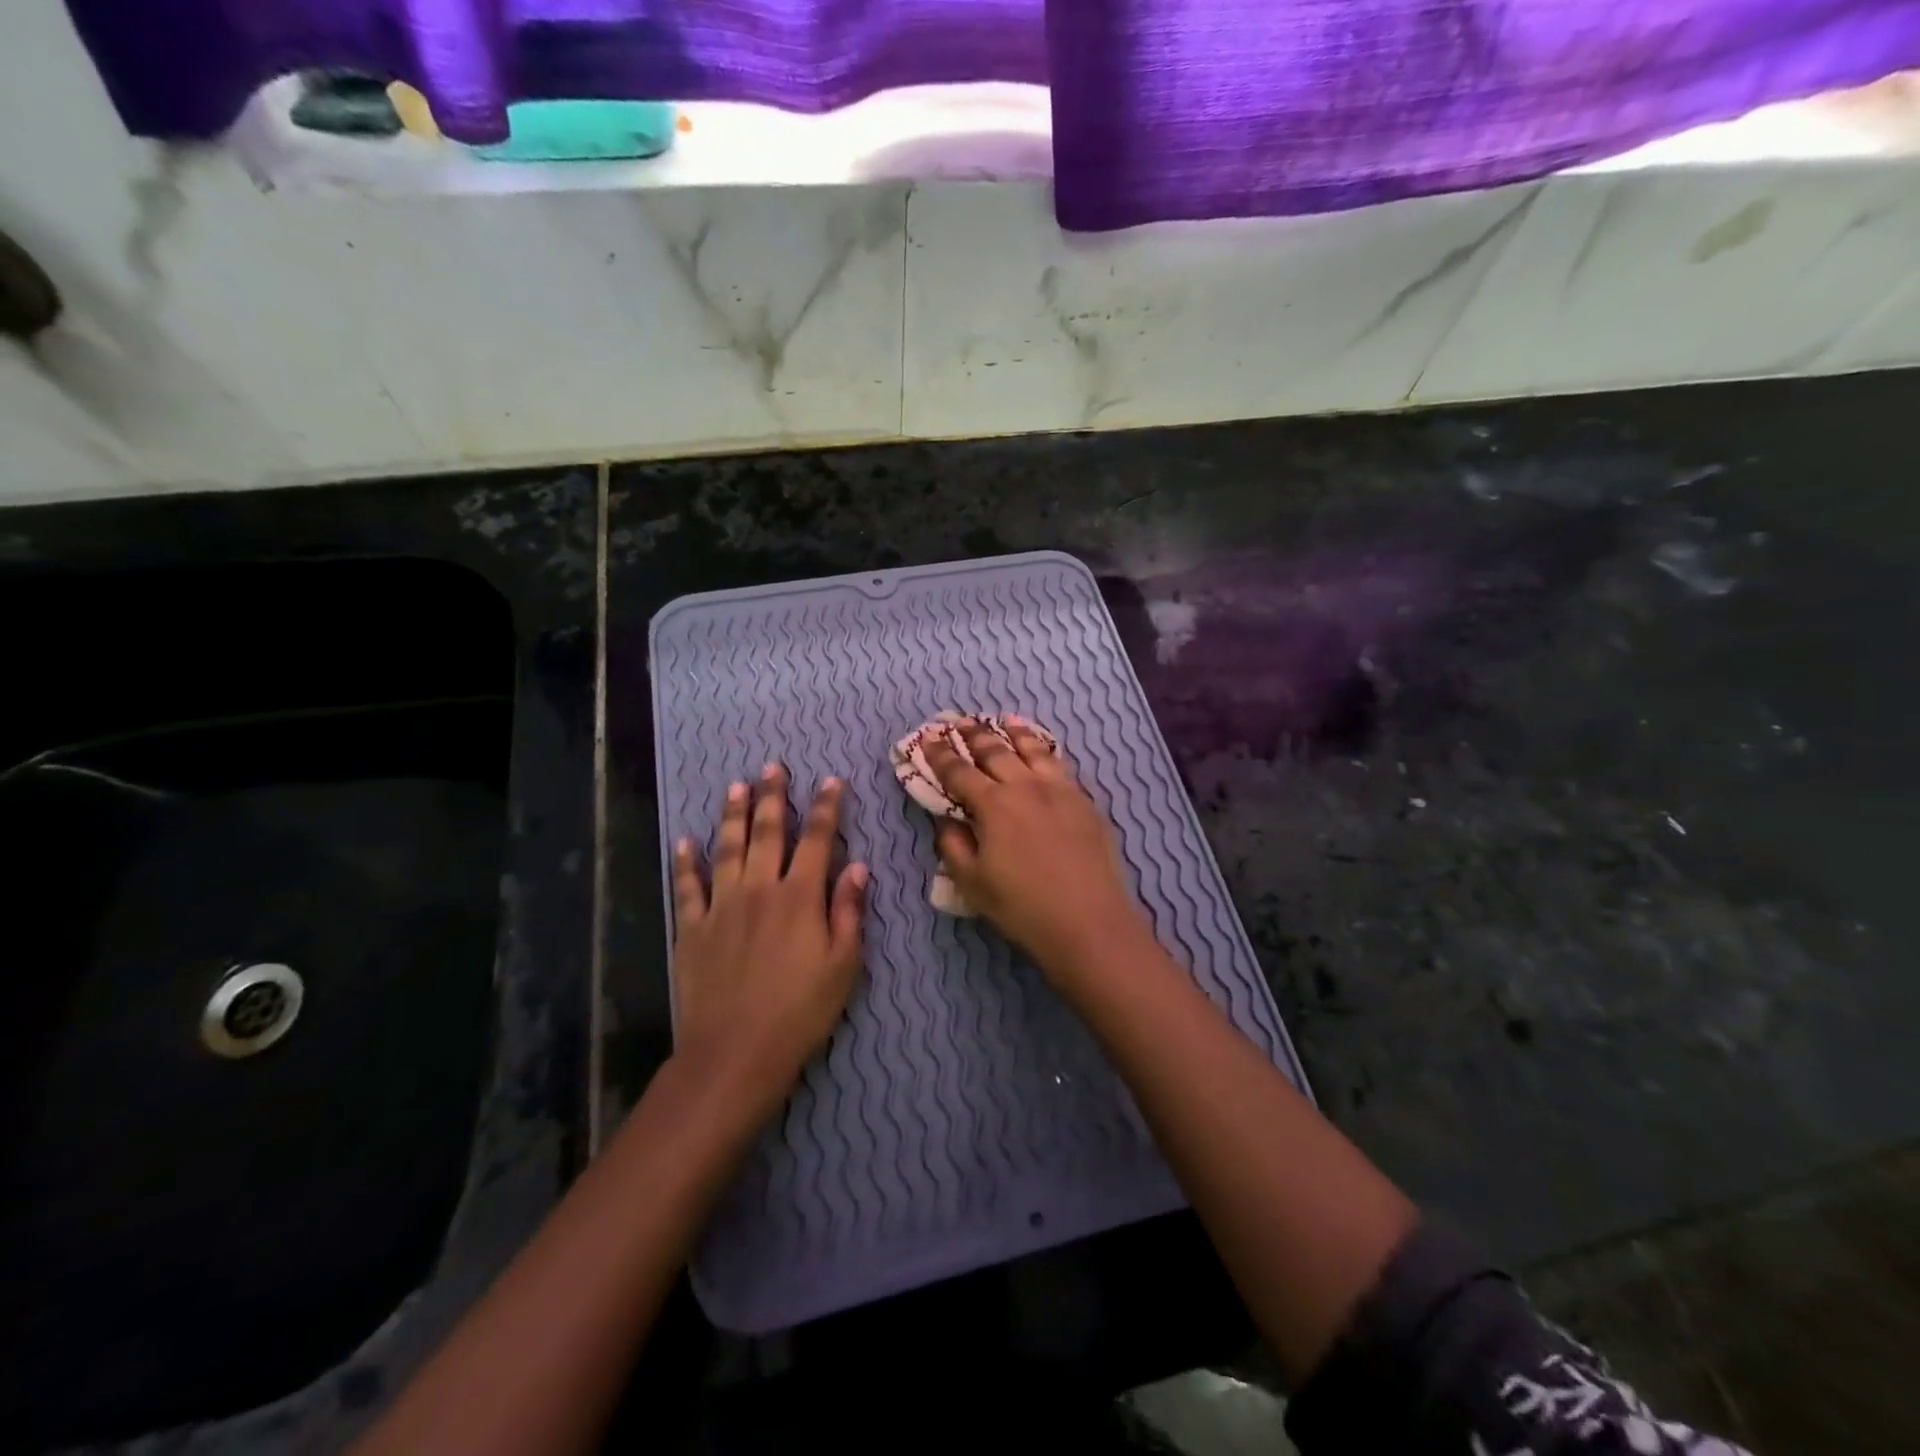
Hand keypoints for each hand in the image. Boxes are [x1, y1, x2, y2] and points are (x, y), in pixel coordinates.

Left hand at [670, 764, 866, 1111]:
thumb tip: (859, 866)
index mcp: (800, 897)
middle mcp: (759, 889)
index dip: (826, 808)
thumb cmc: (801, 1011)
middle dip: (773, 797)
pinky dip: (686, 861)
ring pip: (727, 848)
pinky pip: (688, 886)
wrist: (735, 1052)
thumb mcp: (843, 965)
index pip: (817, 839)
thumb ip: (849, 911)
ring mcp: (721, 906)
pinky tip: (686, 840)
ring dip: (733, 815)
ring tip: (736, 786)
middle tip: (773, 767)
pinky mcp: (692, 928)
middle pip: (767, 832)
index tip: (831, 781)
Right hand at [924, 718, 1149, 982]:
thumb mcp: (973, 883)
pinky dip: (1046, 750)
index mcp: (994, 805)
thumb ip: (954, 845)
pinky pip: (1060, 764)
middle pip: (996, 751)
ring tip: (1004, 720)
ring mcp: (1060, 790)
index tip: (927, 739)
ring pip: (1033, 750)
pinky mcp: (1085, 801)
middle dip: (974, 735)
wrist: (1089, 922)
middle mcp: (1026, 786)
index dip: (940, 755)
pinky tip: (1044, 750)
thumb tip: (947, 820)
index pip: (959, 772)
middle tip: (960, 722)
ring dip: (1014, 732)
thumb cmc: (1022, 907)